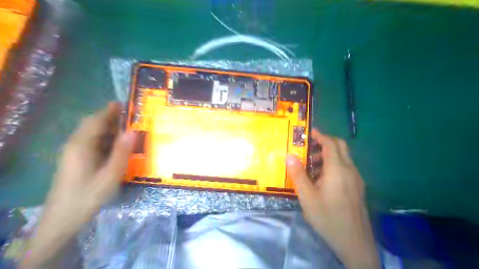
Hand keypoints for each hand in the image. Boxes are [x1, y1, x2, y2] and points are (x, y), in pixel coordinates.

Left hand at [21, 103, 135, 268]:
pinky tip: (117, 145)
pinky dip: (106, 139)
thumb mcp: (110, 175)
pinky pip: (92, 143)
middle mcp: (75, 145)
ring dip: (109, 129)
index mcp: (81, 145)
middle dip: (110, 118)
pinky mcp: (76, 161)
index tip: (125, 103)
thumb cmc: (87, 196)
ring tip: (128, 128)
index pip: (96, 120)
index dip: (109, 110)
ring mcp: (74, 153)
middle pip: (92, 125)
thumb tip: (133, 131)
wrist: (62, 219)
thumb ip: (121, 152)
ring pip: (92, 134)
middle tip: (131, 116)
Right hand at [286, 128, 379, 268]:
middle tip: (308, 148)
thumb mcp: (307, 197)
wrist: (354, 242)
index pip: (330, 143)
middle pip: (340, 146)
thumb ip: (298, 174)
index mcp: (338, 169)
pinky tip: (322, 179)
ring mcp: (356, 178)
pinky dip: (334, 164)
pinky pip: (345, 167)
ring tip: (311, 166)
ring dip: (328, 155)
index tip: (307, 132)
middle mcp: (350, 169)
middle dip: (324, 142)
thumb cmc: (328, 217)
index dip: (319, 135)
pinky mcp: (357, 187)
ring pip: (343, 157)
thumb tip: (289, 155)